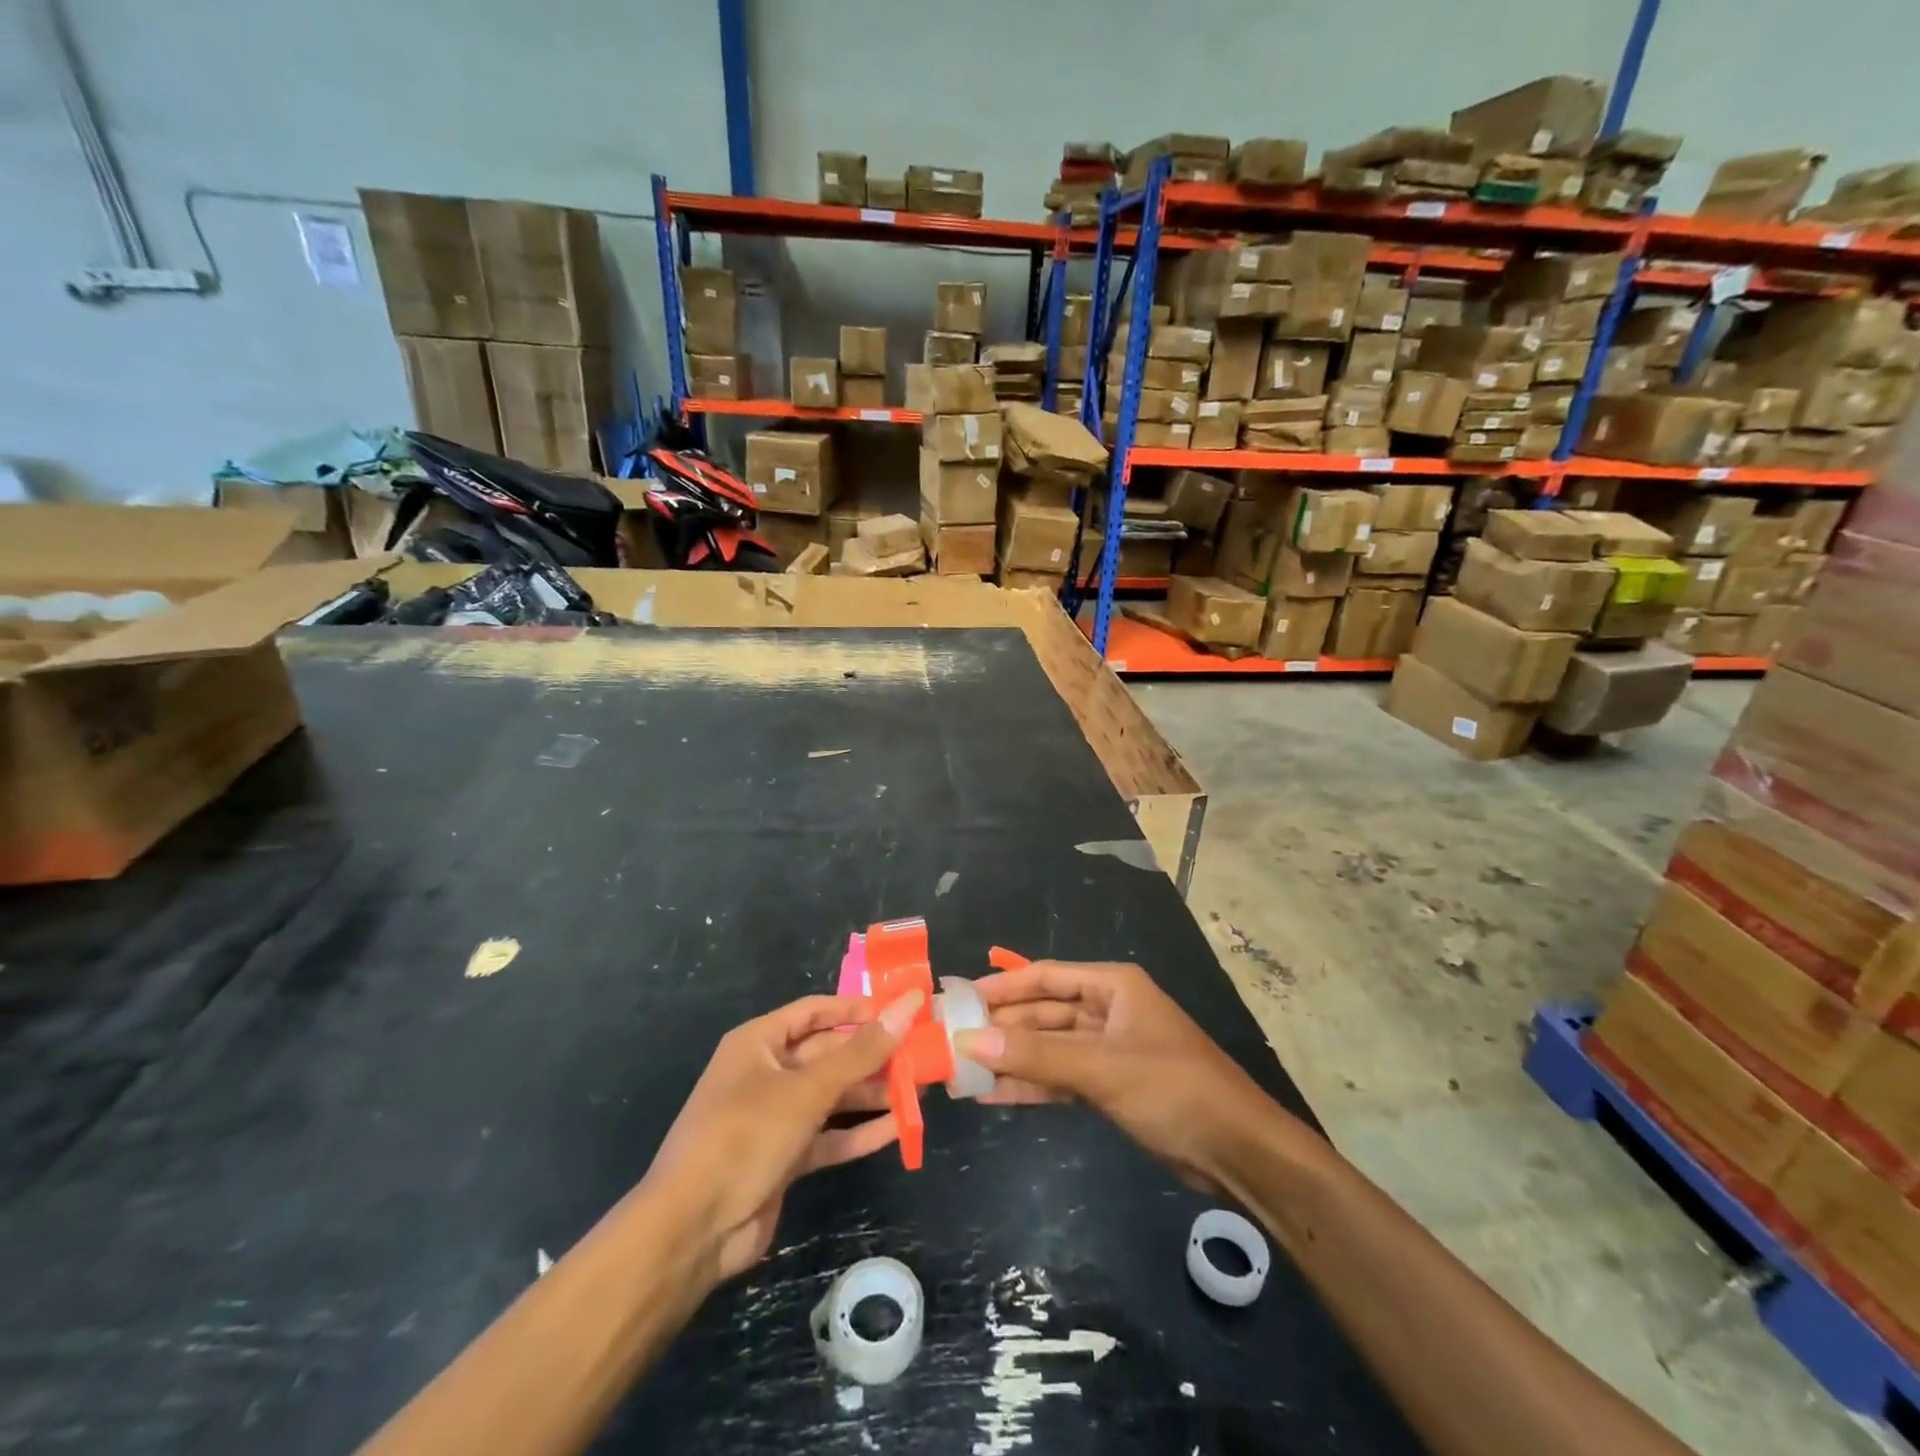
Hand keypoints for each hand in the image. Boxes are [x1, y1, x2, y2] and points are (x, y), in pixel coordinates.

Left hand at [642, 991, 921, 1287]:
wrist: (692, 1230)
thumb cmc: (745, 1136)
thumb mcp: (807, 1089)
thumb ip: (861, 1052)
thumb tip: (908, 1006)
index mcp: (760, 1042)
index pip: (816, 1011)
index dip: (857, 1009)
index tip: (901, 1011)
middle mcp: (767, 1073)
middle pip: (829, 1054)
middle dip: (873, 1054)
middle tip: (922, 1053)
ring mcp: (776, 1118)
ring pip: (833, 1096)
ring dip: (872, 1093)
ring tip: (920, 1089)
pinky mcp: (785, 1158)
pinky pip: (830, 1136)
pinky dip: (860, 1132)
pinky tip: (899, 1128)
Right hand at [956, 962, 1277, 1194]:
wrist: (1238, 1152)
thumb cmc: (1173, 1088)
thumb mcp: (1101, 1068)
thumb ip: (1035, 1056)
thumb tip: (968, 1042)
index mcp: (1113, 986)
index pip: (1045, 976)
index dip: (1002, 986)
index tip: (960, 998)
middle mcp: (1109, 1010)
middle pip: (1044, 1012)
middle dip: (1003, 1027)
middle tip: (953, 1039)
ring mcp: (1109, 1050)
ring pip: (1050, 1048)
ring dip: (1012, 1059)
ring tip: (963, 1070)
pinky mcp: (1111, 1086)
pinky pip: (1062, 1078)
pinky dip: (1032, 1085)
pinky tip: (995, 1095)